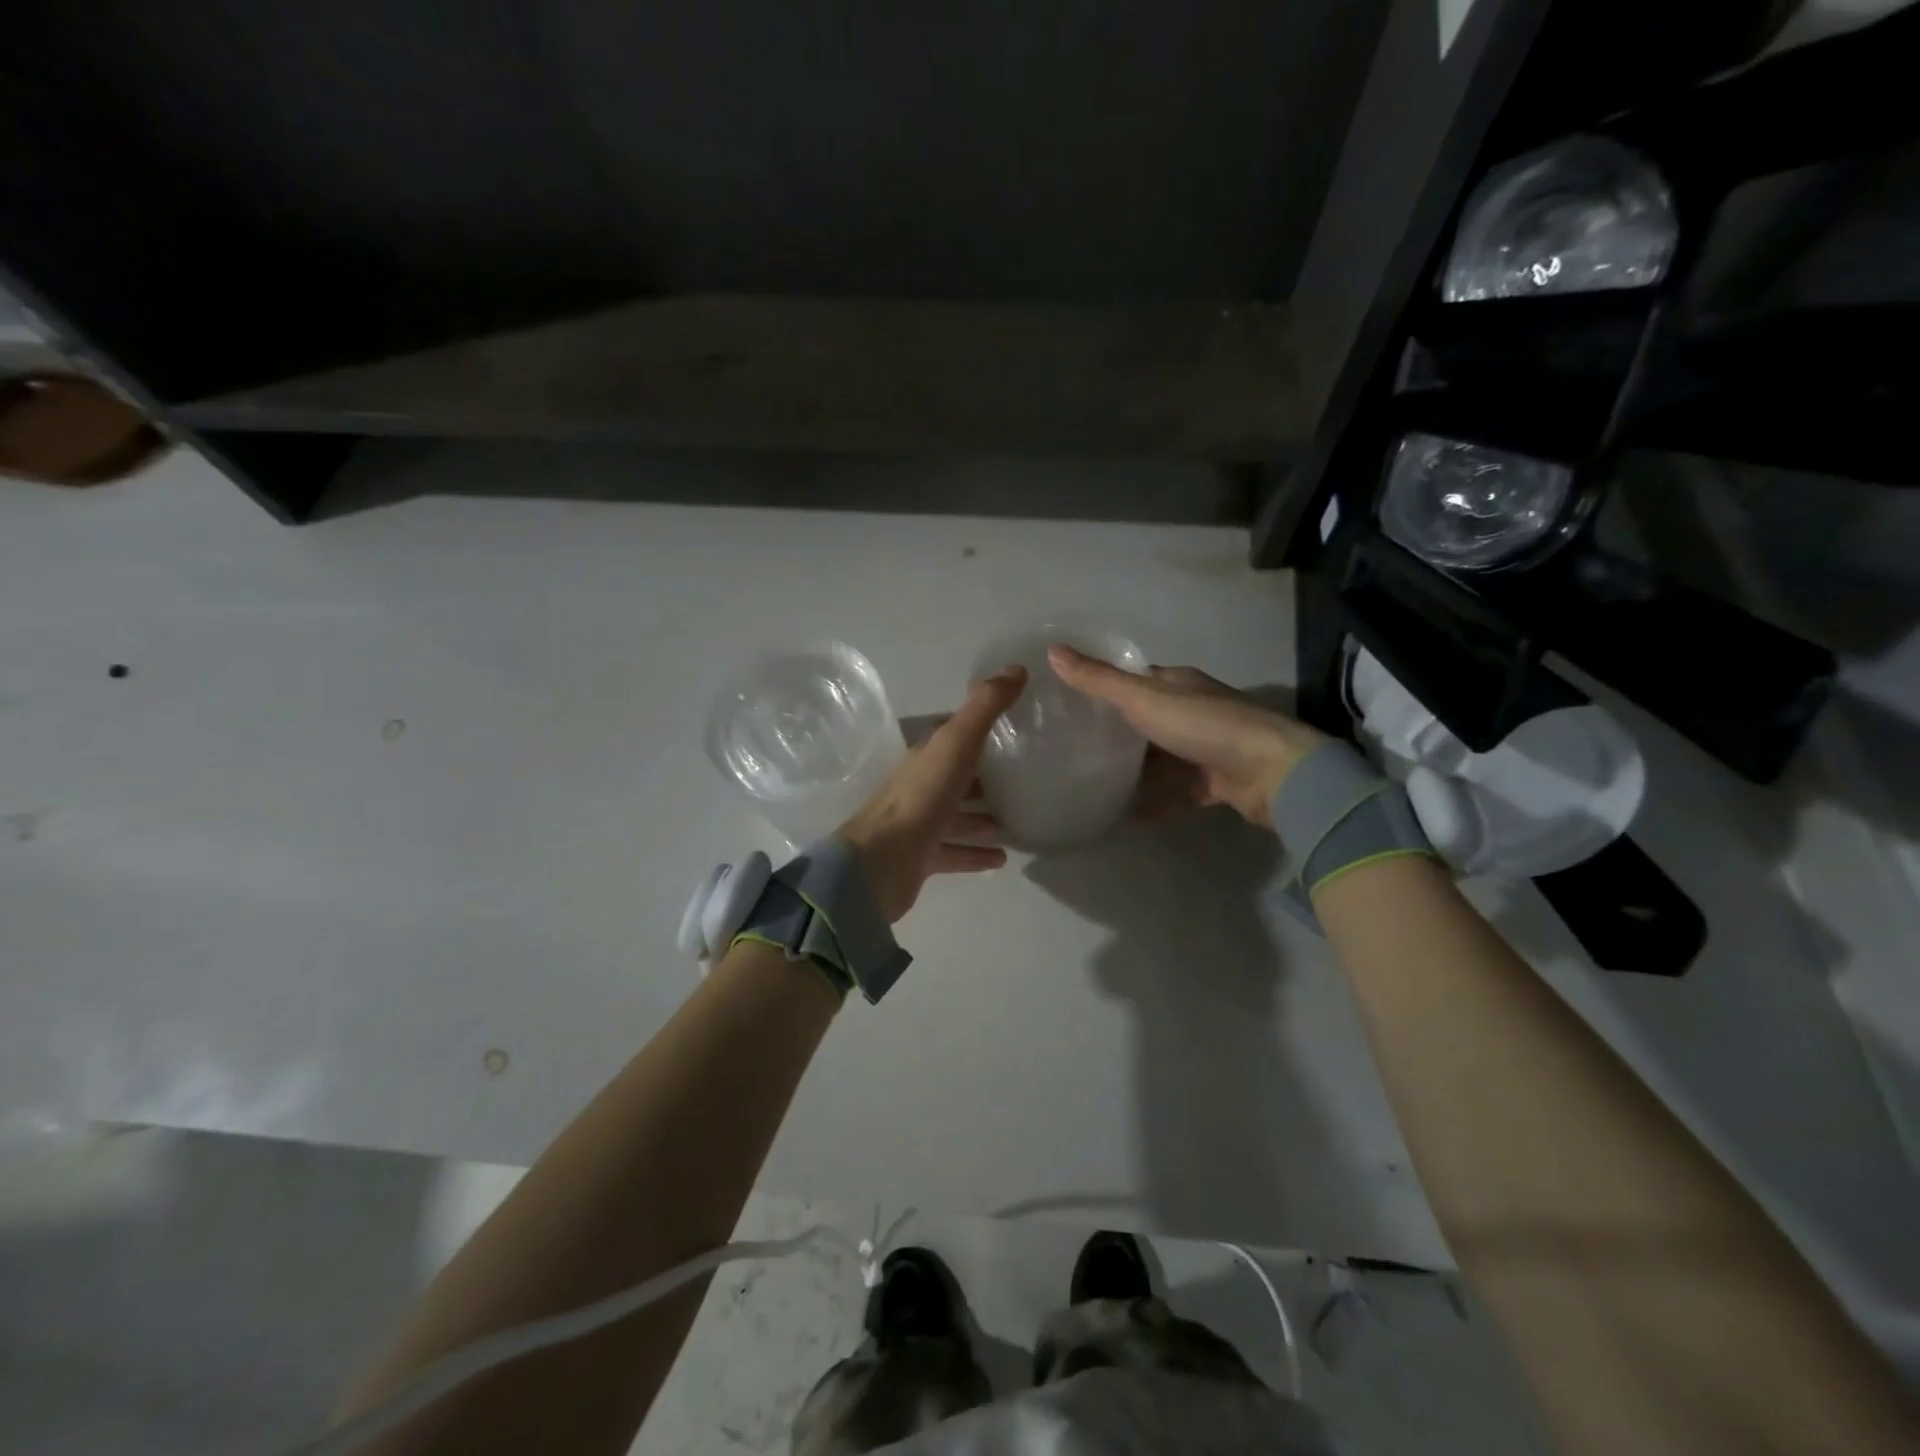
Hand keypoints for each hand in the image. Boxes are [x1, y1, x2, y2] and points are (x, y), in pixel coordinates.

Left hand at [837, 665, 1026, 921]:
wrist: (881, 862)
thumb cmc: (921, 798)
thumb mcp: (956, 743)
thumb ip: (984, 708)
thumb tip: (1016, 667)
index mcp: (927, 757)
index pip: (955, 736)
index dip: (980, 730)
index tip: (1014, 728)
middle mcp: (921, 787)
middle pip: (957, 777)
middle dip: (986, 776)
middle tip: (1025, 778)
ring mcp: (920, 824)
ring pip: (957, 815)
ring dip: (984, 816)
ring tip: (1018, 818)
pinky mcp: (922, 858)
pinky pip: (955, 852)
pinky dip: (977, 853)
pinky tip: (1003, 857)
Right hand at [1047, 645, 1325, 828]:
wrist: (1271, 772)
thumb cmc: (1204, 725)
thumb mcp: (1143, 699)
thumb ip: (1099, 681)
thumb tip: (1052, 651)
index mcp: (1178, 684)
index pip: (1135, 680)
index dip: (1104, 686)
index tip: (1068, 701)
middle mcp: (1193, 711)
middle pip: (1146, 720)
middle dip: (1114, 732)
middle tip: (1070, 747)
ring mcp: (1206, 749)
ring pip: (1160, 758)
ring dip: (1133, 770)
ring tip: (1089, 782)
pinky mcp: (1215, 783)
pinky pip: (1176, 792)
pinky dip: (1154, 802)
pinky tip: (1124, 815)